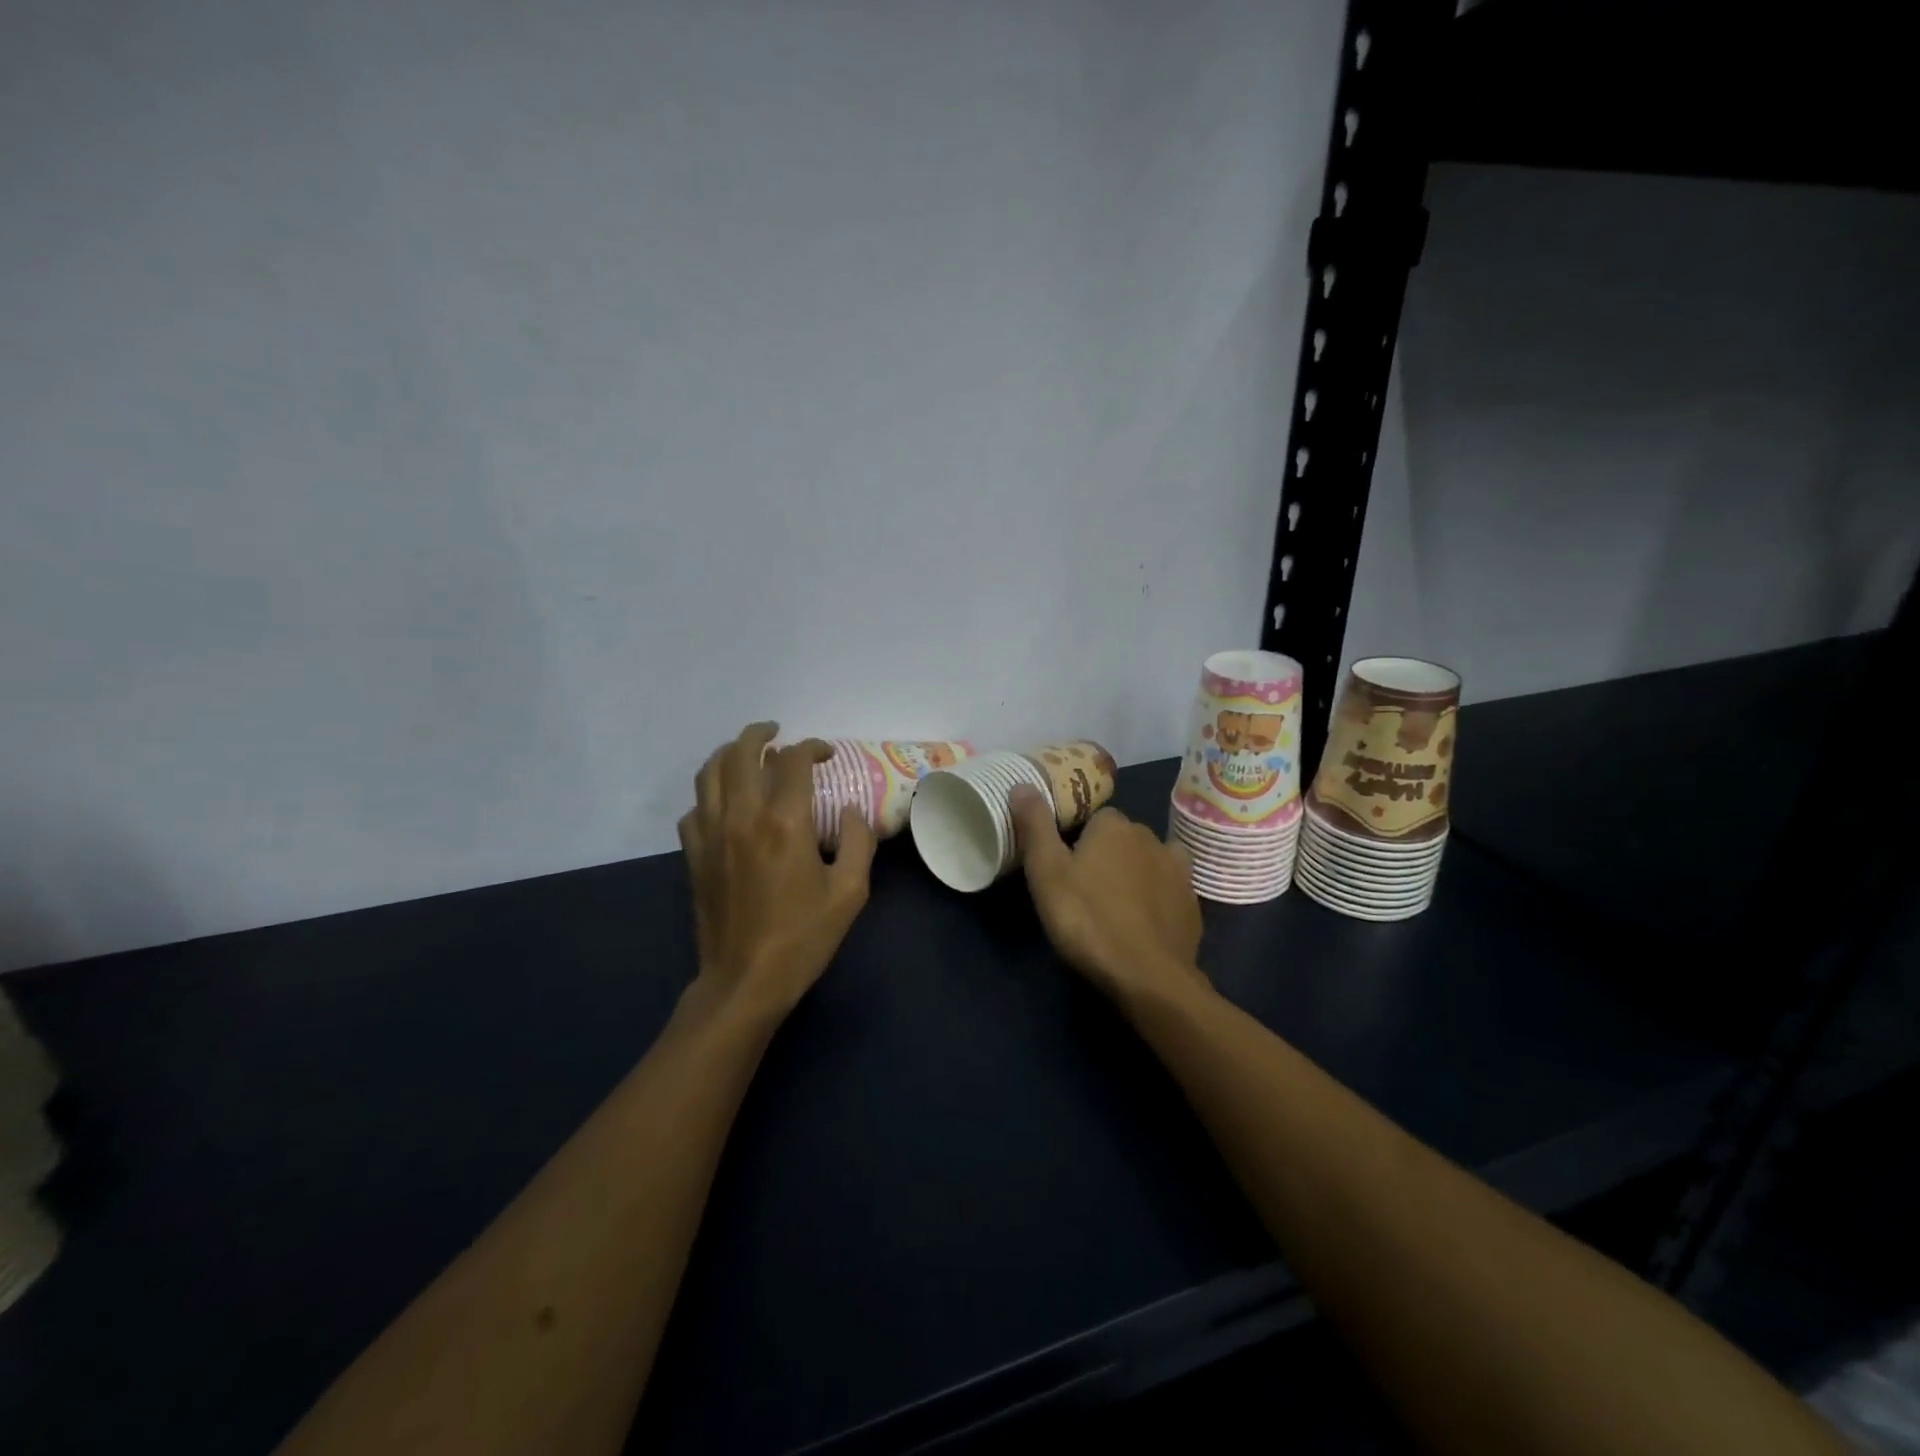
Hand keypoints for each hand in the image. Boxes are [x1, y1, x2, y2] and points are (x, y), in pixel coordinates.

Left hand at [678, 723, 876, 1018]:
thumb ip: (858, 842)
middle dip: (761, 734)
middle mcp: (742, 817)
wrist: (745, 980)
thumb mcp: (851, 892)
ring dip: (728, 753)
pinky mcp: (694, 855)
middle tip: (778, 733)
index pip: (793, 761)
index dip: (812, 748)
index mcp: (785, 823)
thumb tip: (850, 812)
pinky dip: (709, 793)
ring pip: (708, 773)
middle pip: (741, 753)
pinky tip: (724, 802)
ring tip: (746, 752)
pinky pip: (693, 808)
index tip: (826, 754)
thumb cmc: (803, 937)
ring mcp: (711, 834)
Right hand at [1010, 787, 1208, 1006]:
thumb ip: (1035, 825)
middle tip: (1083, 891)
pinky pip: (1169, 889)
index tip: (1064, 869)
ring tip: (1115, 906)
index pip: (1093, 819)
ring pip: (1148, 861)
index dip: (1076, 841)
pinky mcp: (1192, 903)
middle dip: (1106, 856)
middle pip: (1121, 838)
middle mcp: (1150, 837)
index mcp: (1114, 826)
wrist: (1147, 975)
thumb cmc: (1087, 919)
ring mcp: (1177, 870)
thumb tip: (1023, 784)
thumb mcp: (1046, 872)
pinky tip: (1143, 921)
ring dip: (1135, 874)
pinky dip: (1157, 898)